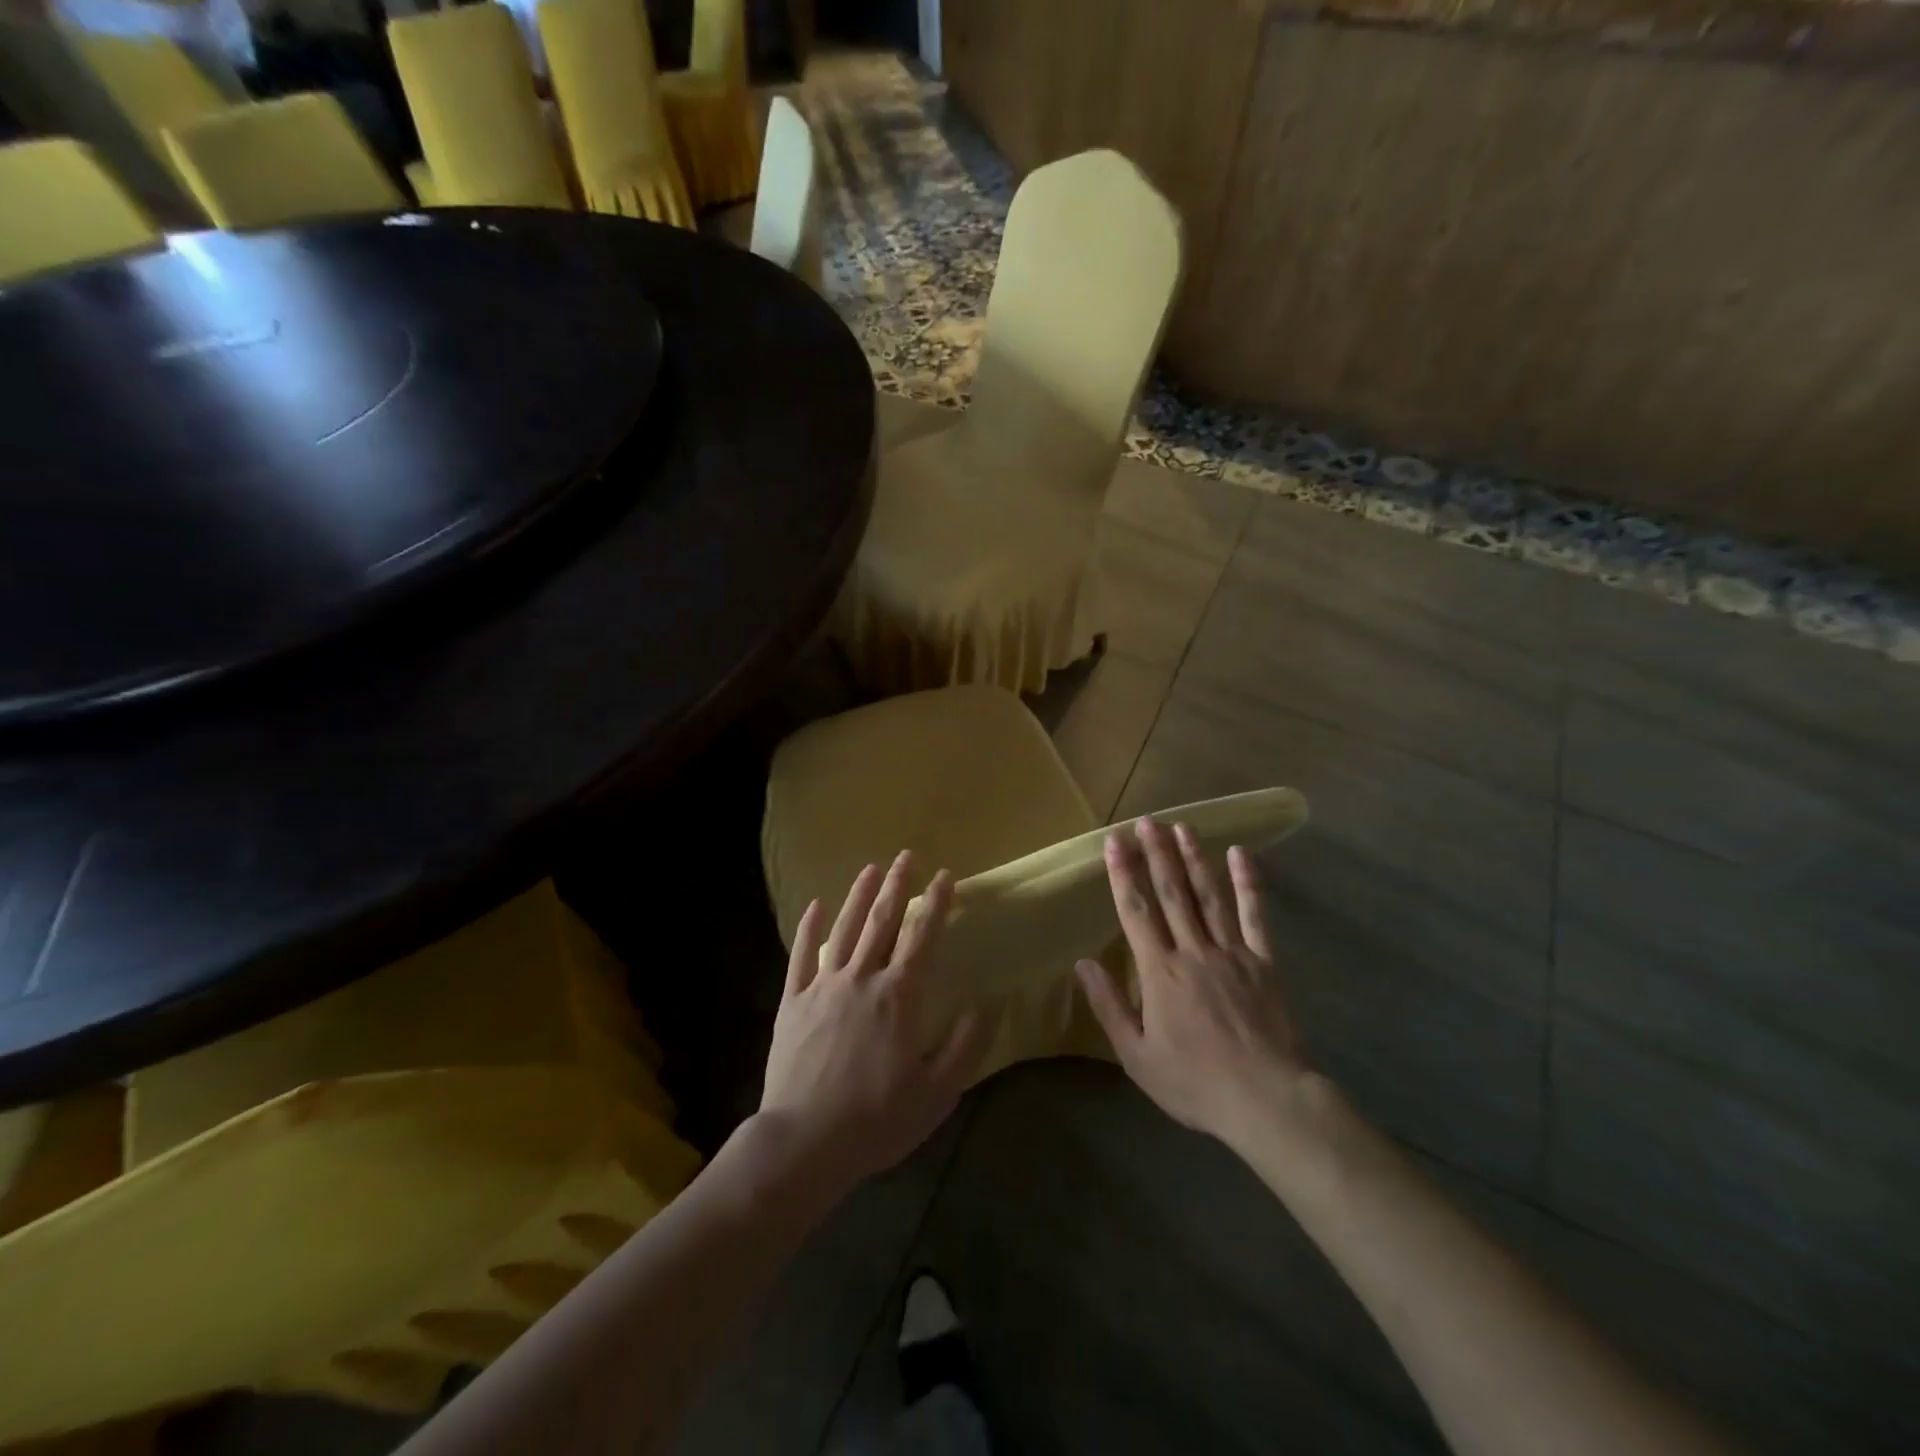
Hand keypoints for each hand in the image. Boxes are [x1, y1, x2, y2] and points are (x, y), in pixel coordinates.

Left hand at [761, 851, 989, 1189]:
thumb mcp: (936, 1093)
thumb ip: (965, 1046)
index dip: (936, 903)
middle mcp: (862, 978)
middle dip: (897, 885)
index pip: (922, 936)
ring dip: (859, 895)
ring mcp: (823, 986)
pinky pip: (801, 956)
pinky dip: (809, 928)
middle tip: (905, 856)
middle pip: (882, 921)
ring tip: (870, 868)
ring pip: (844, 928)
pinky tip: (815, 905)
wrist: (804, 1142)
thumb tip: (988, 1004)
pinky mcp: (793, 1001)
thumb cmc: (876, 1120)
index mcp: (899, 996)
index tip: (945, 876)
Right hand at [1075, 819, 1309, 1151]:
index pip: (1136, 912)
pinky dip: (1248, 884)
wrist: (1266, 1100)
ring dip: (1193, 858)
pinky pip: (1254, 916)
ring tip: (1182, 827)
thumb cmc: (1195, 1082)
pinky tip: (1240, 855)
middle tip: (1147, 821)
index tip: (1114, 841)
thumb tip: (1083, 964)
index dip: (1124, 874)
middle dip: (1156, 854)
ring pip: (1208, 895)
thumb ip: (1110, 1006)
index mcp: (1160, 972)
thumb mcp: (1137, 1056)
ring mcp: (1231, 952)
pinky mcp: (1263, 962)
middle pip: (1171, 893)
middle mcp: (1193, 951)